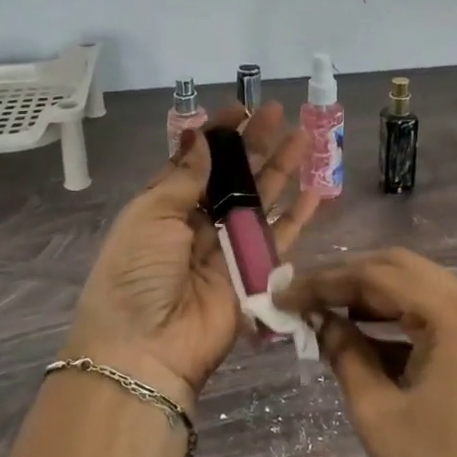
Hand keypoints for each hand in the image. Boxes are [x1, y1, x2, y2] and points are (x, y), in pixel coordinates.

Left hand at [63, 102, 322, 404]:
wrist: (146, 348)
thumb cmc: (137, 273)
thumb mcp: (150, 215)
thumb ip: (184, 177)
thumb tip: (201, 136)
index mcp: (165, 207)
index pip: (197, 162)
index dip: (219, 135)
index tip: (242, 109)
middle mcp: (198, 224)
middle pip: (233, 177)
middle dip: (256, 144)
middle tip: (281, 112)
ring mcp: (228, 249)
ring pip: (261, 201)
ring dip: (282, 170)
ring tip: (305, 137)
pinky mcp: (255, 274)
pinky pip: (281, 238)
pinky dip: (300, 216)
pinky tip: (318, 190)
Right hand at [280, 250, 456, 456]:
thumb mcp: (378, 414)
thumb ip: (344, 354)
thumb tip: (318, 320)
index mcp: (454, 313)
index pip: (376, 275)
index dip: (323, 282)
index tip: (281, 297)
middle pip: (398, 269)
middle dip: (345, 280)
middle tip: (300, 300)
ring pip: (414, 288)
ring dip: (368, 297)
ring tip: (321, 314)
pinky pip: (431, 315)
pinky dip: (393, 320)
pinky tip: (359, 337)